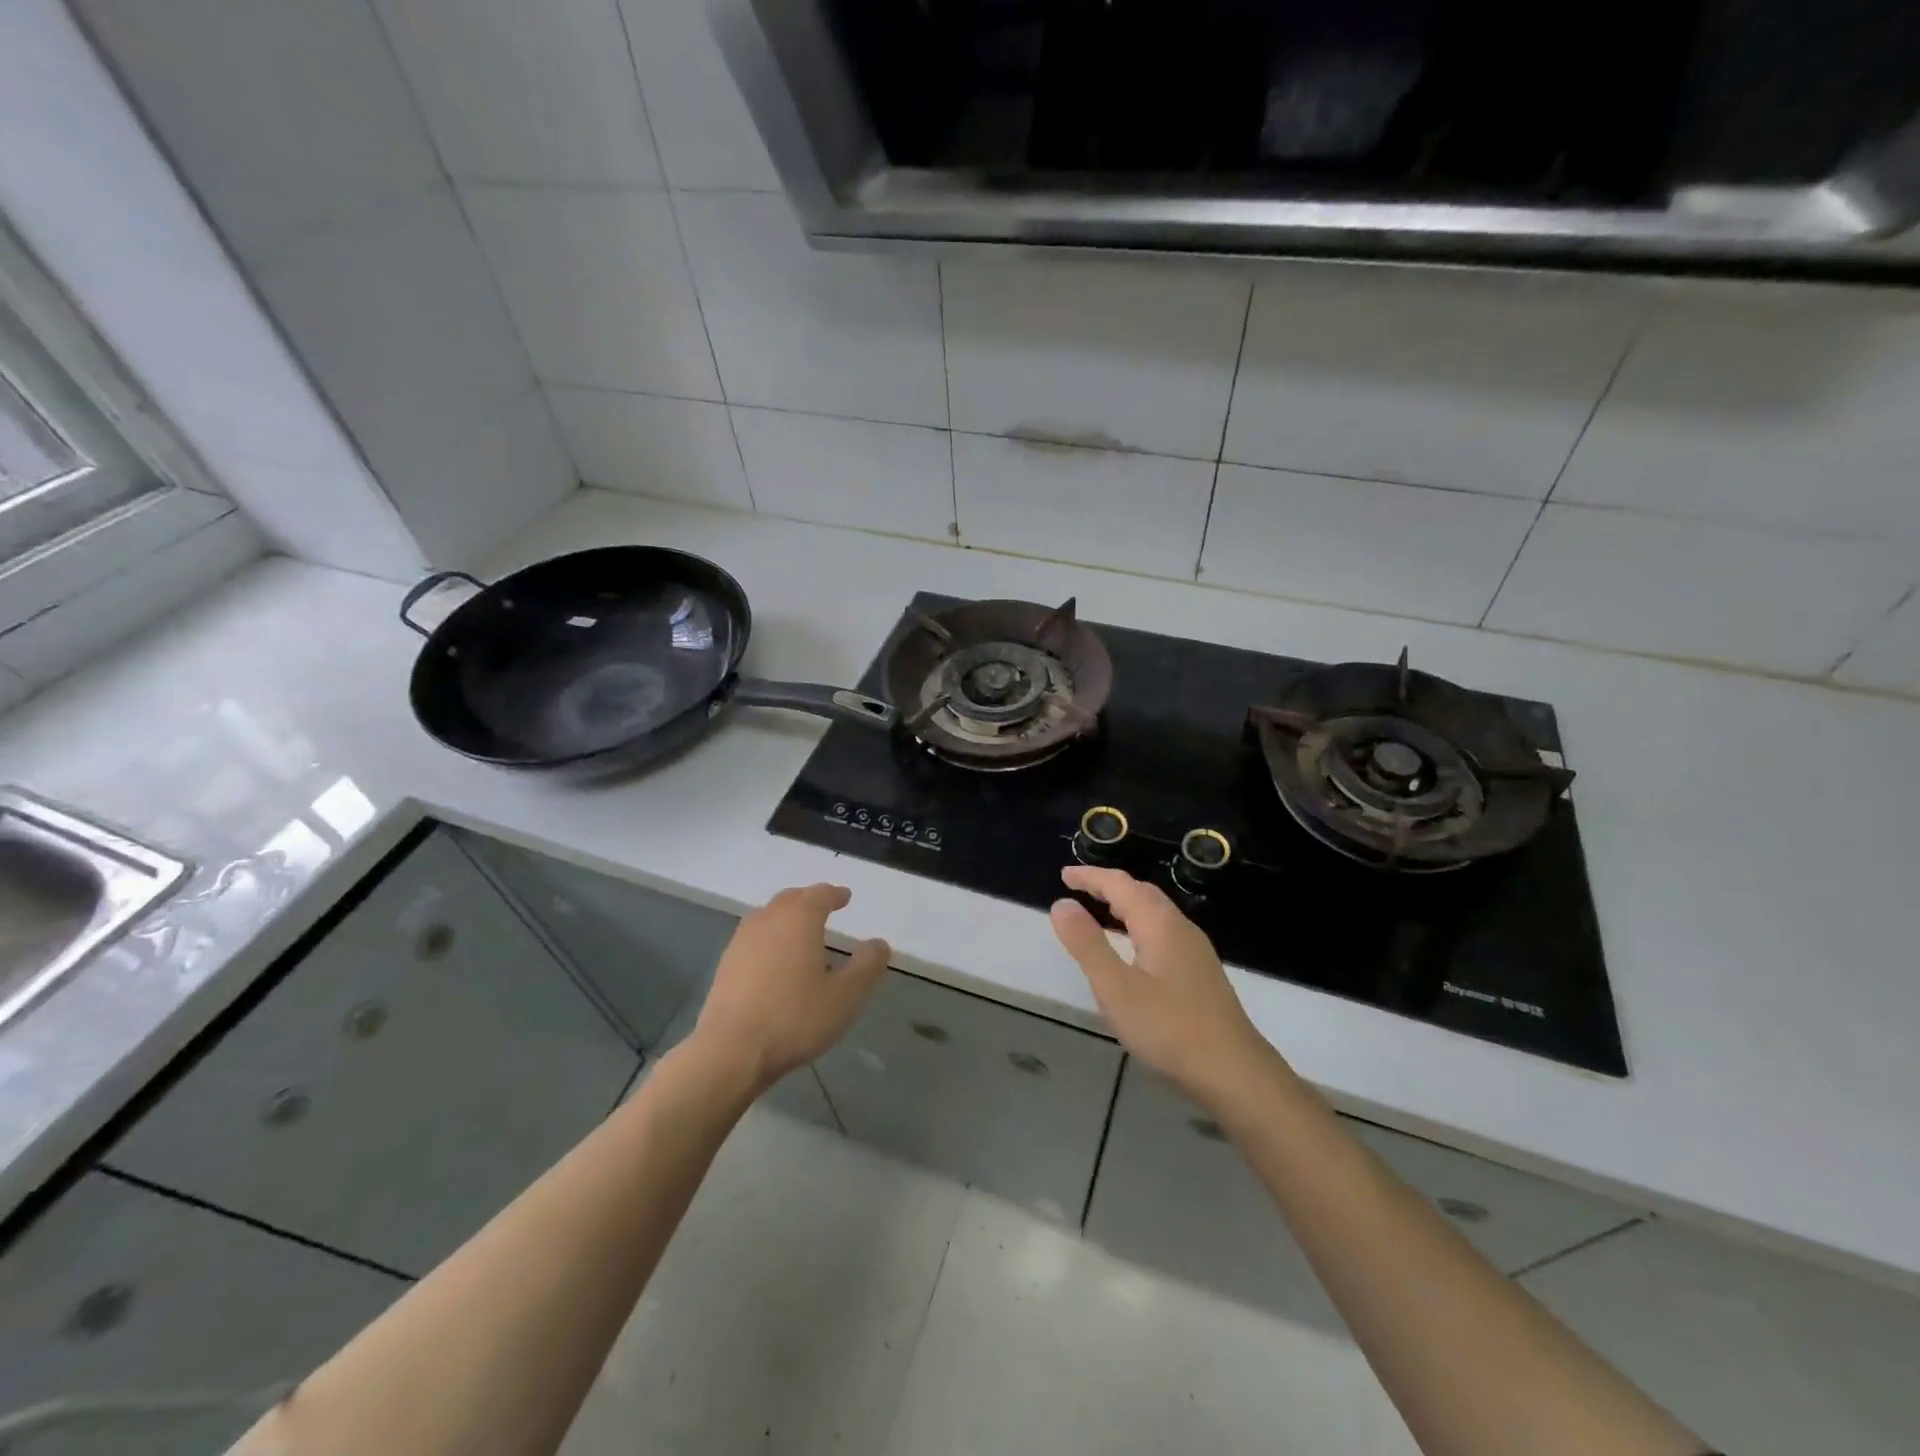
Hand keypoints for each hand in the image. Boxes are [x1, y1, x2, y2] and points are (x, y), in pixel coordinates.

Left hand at [693, 884, 888, 1091]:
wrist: (730, 1051)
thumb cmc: (794, 1018)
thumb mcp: (846, 996)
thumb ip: (867, 966)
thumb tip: (879, 944)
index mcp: (799, 919)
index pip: (820, 894)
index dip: (835, 894)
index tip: (845, 897)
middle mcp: (768, 919)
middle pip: (791, 899)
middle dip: (809, 901)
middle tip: (825, 908)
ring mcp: (742, 940)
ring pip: (769, 916)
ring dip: (787, 918)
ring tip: (802, 935)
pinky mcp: (726, 964)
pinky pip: (754, 938)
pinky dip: (770, 939)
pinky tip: (776, 962)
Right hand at [1050, 866, 1277, 1109]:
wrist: (1234, 1073)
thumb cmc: (1168, 1028)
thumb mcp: (1116, 988)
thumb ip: (1087, 944)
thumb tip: (1061, 904)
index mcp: (1159, 924)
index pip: (1120, 884)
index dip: (1090, 877)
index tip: (1063, 875)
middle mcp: (1180, 928)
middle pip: (1142, 893)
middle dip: (1109, 886)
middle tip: (1078, 888)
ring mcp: (1195, 952)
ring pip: (1155, 914)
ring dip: (1125, 905)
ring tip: (1099, 912)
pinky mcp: (1200, 974)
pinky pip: (1163, 933)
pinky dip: (1138, 926)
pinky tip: (1133, 950)